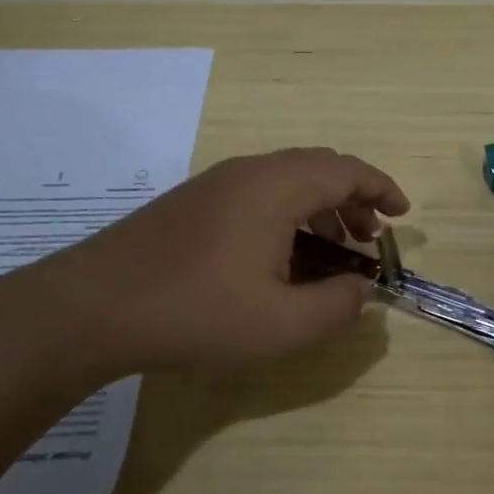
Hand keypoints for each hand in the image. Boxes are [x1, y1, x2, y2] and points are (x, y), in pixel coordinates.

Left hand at [33, 148, 408, 376]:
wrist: (92, 307)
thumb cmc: (196, 312)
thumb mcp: (282, 325)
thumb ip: (337, 306)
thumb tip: (362, 289)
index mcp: (277, 187)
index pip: (346, 171)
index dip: (381, 189)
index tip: (402, 216)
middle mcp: (249, 172)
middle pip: (319, 168)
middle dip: (353, 200)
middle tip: (369, 238)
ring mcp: (215, 183)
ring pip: (286, 180)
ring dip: (319, 208)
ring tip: (332, 251)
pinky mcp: (192, 202)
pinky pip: (258, 193)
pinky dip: (288, 213)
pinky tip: (280, 257)